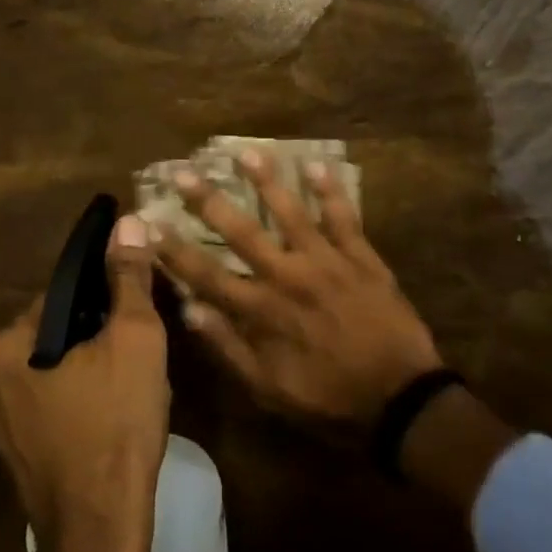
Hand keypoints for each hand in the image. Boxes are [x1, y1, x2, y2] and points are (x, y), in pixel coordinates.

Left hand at [0, 214, 169, 551]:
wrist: (99, 531)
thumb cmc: (117, 424)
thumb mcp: (135, 339)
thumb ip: (129, 278)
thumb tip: (129, 222)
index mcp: (10, 342)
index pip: (65, 292)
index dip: (109, 292)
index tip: (142, 306)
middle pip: (62, 329)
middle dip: (103, 331)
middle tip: (146, 346)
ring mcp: (1, 418)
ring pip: (59, 367)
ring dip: (96, 363)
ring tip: (138, 380)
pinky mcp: (18, 450)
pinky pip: (55, 401)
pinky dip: (85, 396)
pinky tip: (117, 413)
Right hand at [154, 149, 443, 429]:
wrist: (401, 399)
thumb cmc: (329, 399)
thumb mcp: (268, 390)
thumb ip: (228, 348)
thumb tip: (189, 310)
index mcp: (261, 310)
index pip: (206, 274)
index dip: (174, 249)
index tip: (149, 224)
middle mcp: (287, 276)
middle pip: (241, 231)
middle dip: (208, 201)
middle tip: (184, 171)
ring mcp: (326, 261)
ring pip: (290, 211)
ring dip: (266, 180)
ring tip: (245, 151)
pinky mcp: (361, 256)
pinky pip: (343, 216)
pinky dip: (330, 190)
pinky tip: (316, 163)